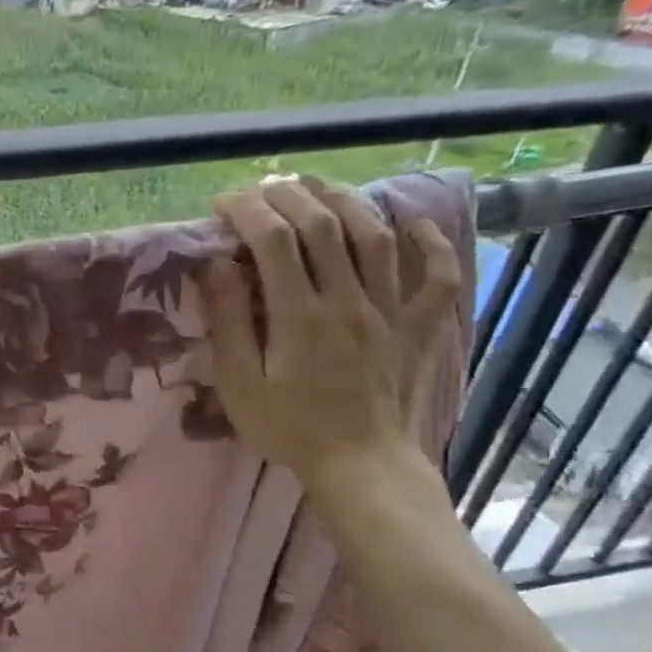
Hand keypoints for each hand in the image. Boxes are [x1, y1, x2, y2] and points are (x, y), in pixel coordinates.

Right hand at [194, 177, 460, 488]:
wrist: (360, 465)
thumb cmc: (289, 428)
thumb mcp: (241, 384)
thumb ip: (229, 323)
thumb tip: (216, 267)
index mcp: (300, 315)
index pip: (272, 240)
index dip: (246, 211)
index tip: (222, 204)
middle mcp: (348, 299)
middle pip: (323, 224)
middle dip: (289, 195)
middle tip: (264, 188)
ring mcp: (390, 310)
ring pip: (375, 235)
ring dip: (345, 201)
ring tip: (319, 187)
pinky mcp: (418, 326)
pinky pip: (436, 275)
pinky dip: (428, 242)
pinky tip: (409, 222)